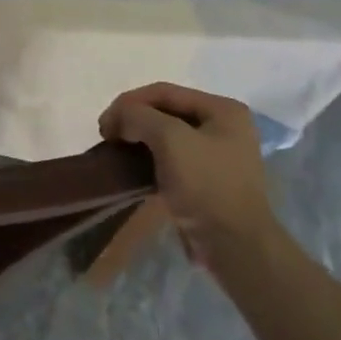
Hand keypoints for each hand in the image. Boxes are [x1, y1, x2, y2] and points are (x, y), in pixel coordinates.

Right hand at [99, 82, 279, 273]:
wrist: (235, 247)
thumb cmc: (206, 185)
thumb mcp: (169, 138)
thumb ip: (138, 115)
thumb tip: (118, 119)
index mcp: (223, 110)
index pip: (163, 92)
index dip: (129, 102)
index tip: (104, 125)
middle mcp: (223, 126)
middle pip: (164, 111)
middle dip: (133, 119)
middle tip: (107, 136)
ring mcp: (217, 154)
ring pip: (165, 134)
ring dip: (137, 138)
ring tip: (116, 150)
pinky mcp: (207, 179)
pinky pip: (171, 157)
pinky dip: (148, 157)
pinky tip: (132, 166)